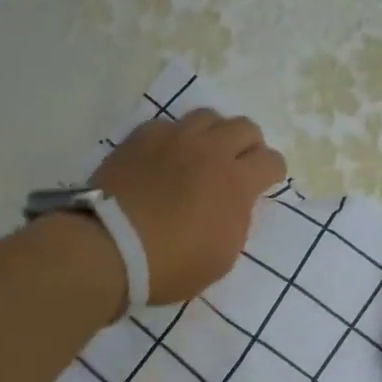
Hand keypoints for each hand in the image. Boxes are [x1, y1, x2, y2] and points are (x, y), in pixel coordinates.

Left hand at [91, 109, 286, 305]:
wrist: (110, 247)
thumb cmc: (171, 265)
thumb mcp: (221, 257)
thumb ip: (236, 221)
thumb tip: (235, 202)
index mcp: (236, 182)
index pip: (271, 161)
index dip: (272, 172)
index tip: (264, 183)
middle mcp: (210, 150)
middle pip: (244, 127)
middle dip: (248, 145)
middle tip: (238, 164)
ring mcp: (174, 138)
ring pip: (207, 116)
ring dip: (213, 133)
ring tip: (203, 153)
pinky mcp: (141, 137)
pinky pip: (168, 124)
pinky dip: (174, 138)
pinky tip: (165, 156)